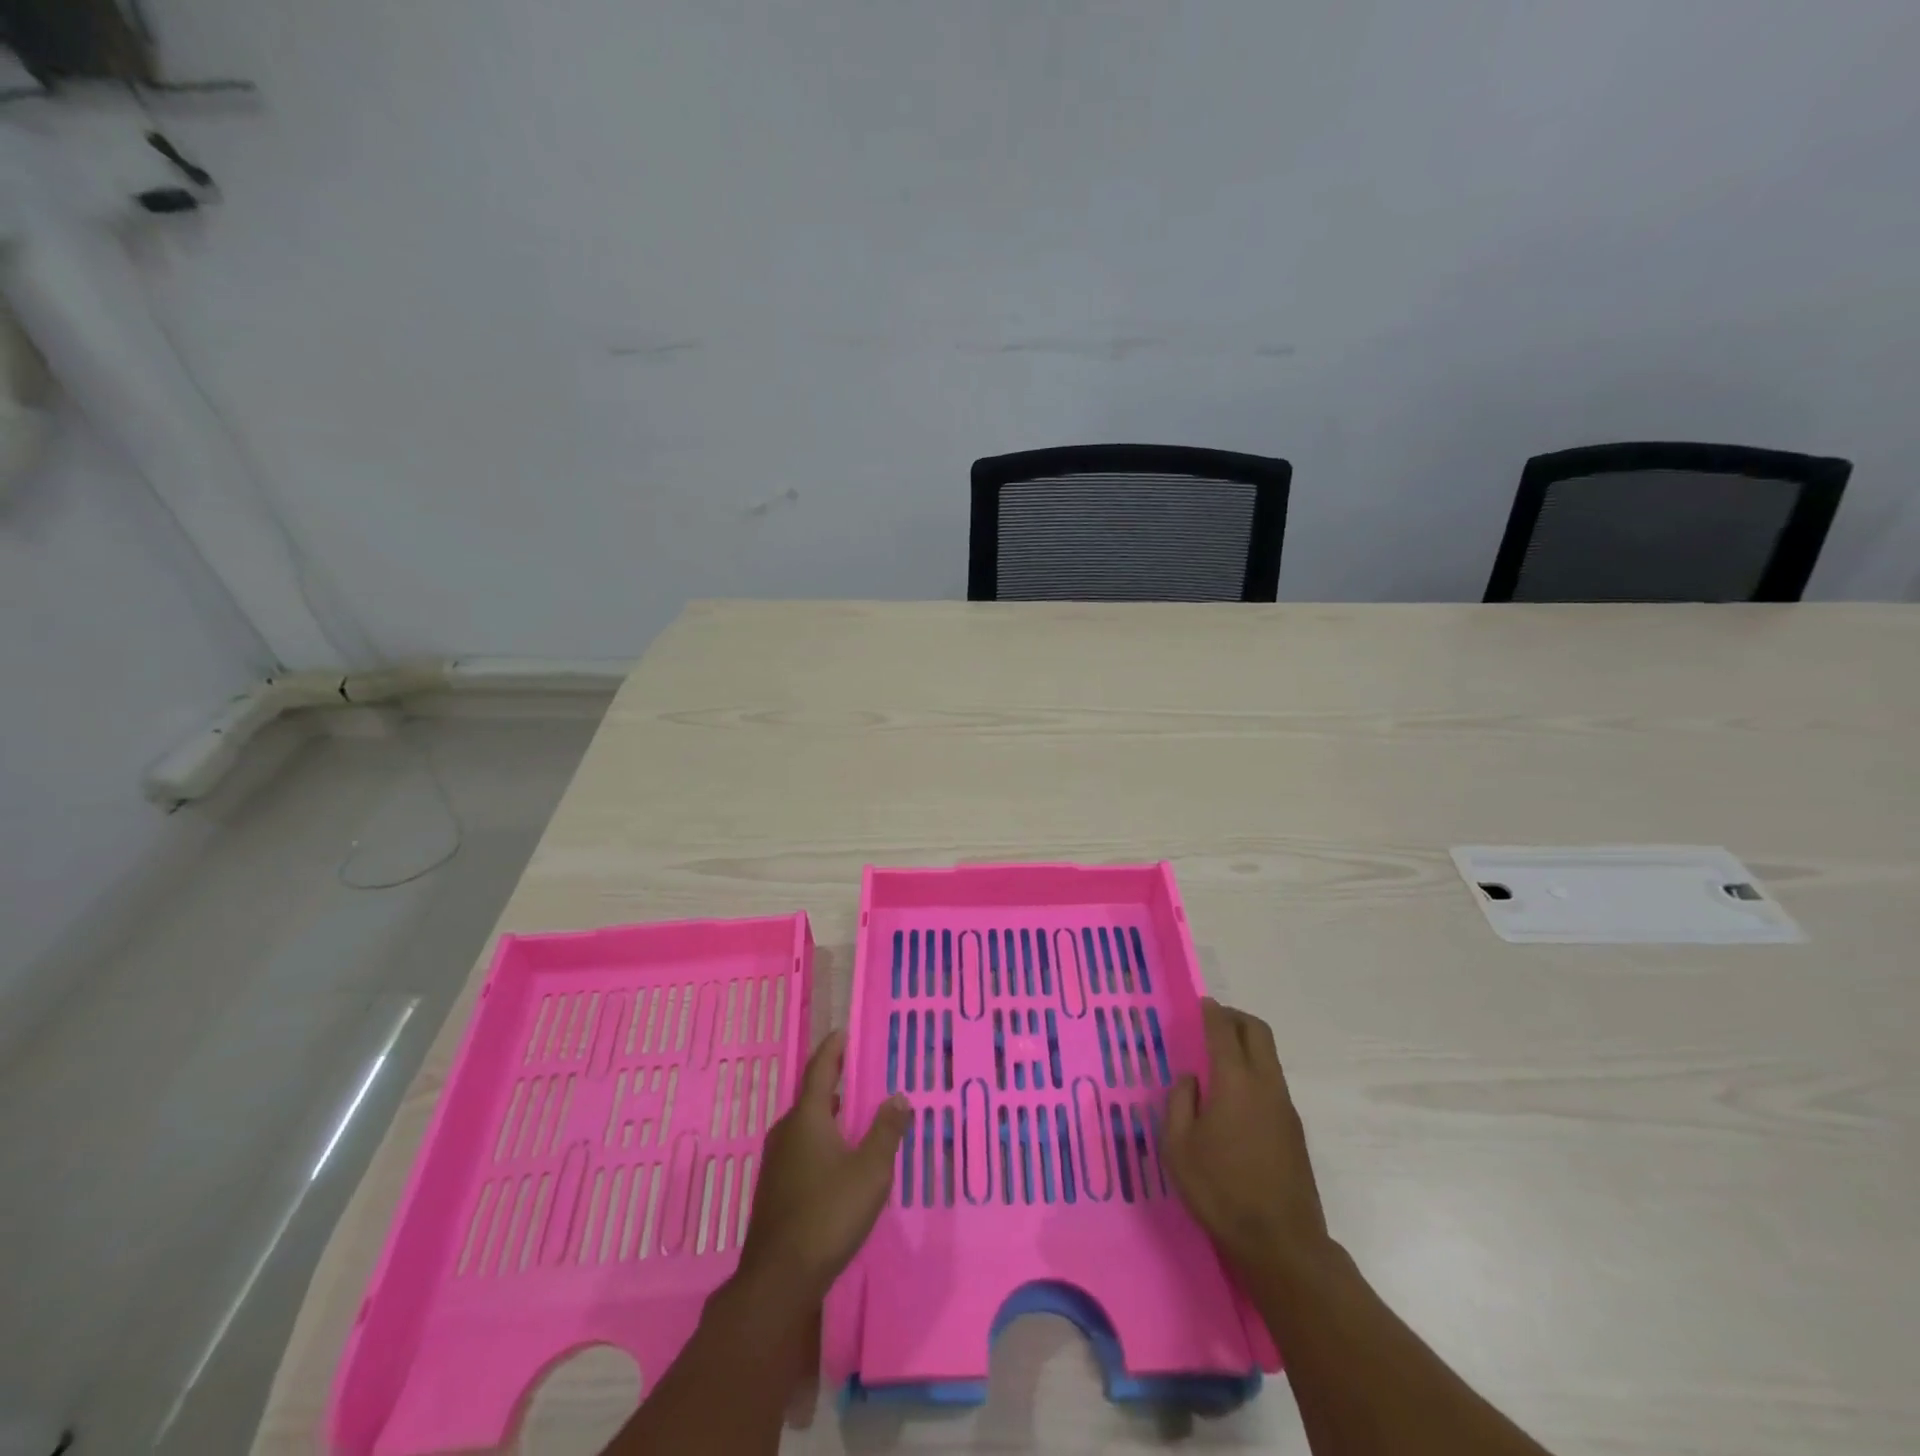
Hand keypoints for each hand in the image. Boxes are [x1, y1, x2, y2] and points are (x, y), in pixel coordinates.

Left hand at [737, 1029, 910, 1302]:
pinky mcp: (775, 1189)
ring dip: (826, 1114)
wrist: (780, 1278)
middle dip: (831, 1082)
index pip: (820, 1070)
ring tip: (850, 1111)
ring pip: (804, 1125)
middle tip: (854, 1071)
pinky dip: (819, 1139)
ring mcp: (776, 1162)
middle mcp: (786, 1132)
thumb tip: (899, 1097)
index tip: (842, 1031)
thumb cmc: (829, 1214)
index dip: (832, 1049)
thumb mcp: (870, 1171)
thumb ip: (886, 1131)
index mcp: (807, 1118)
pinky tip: (835, 1157)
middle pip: (810, 1097)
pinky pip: (800, 1148)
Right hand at [1164, 998, 1328, 1274]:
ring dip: (1248, 1044)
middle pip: (1257, 1032)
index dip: (1212, 1013)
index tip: (1202, 1003)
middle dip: (1236, 1018)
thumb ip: (1180, 1103)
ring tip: (1221, 1058)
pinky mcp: (1294, 1130)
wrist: (1281, 1244)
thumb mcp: (1179, 1147)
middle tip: (1214, 1021)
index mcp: (1235, 1082)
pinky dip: (1255, 1070)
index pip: (1224, 1031)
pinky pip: (1273, 1082)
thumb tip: (1190, 1079)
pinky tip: (1235, 1096)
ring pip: (1269, 1057)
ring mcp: (1285, 1107)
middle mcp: (1265, 1085)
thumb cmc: (1220, 1191)